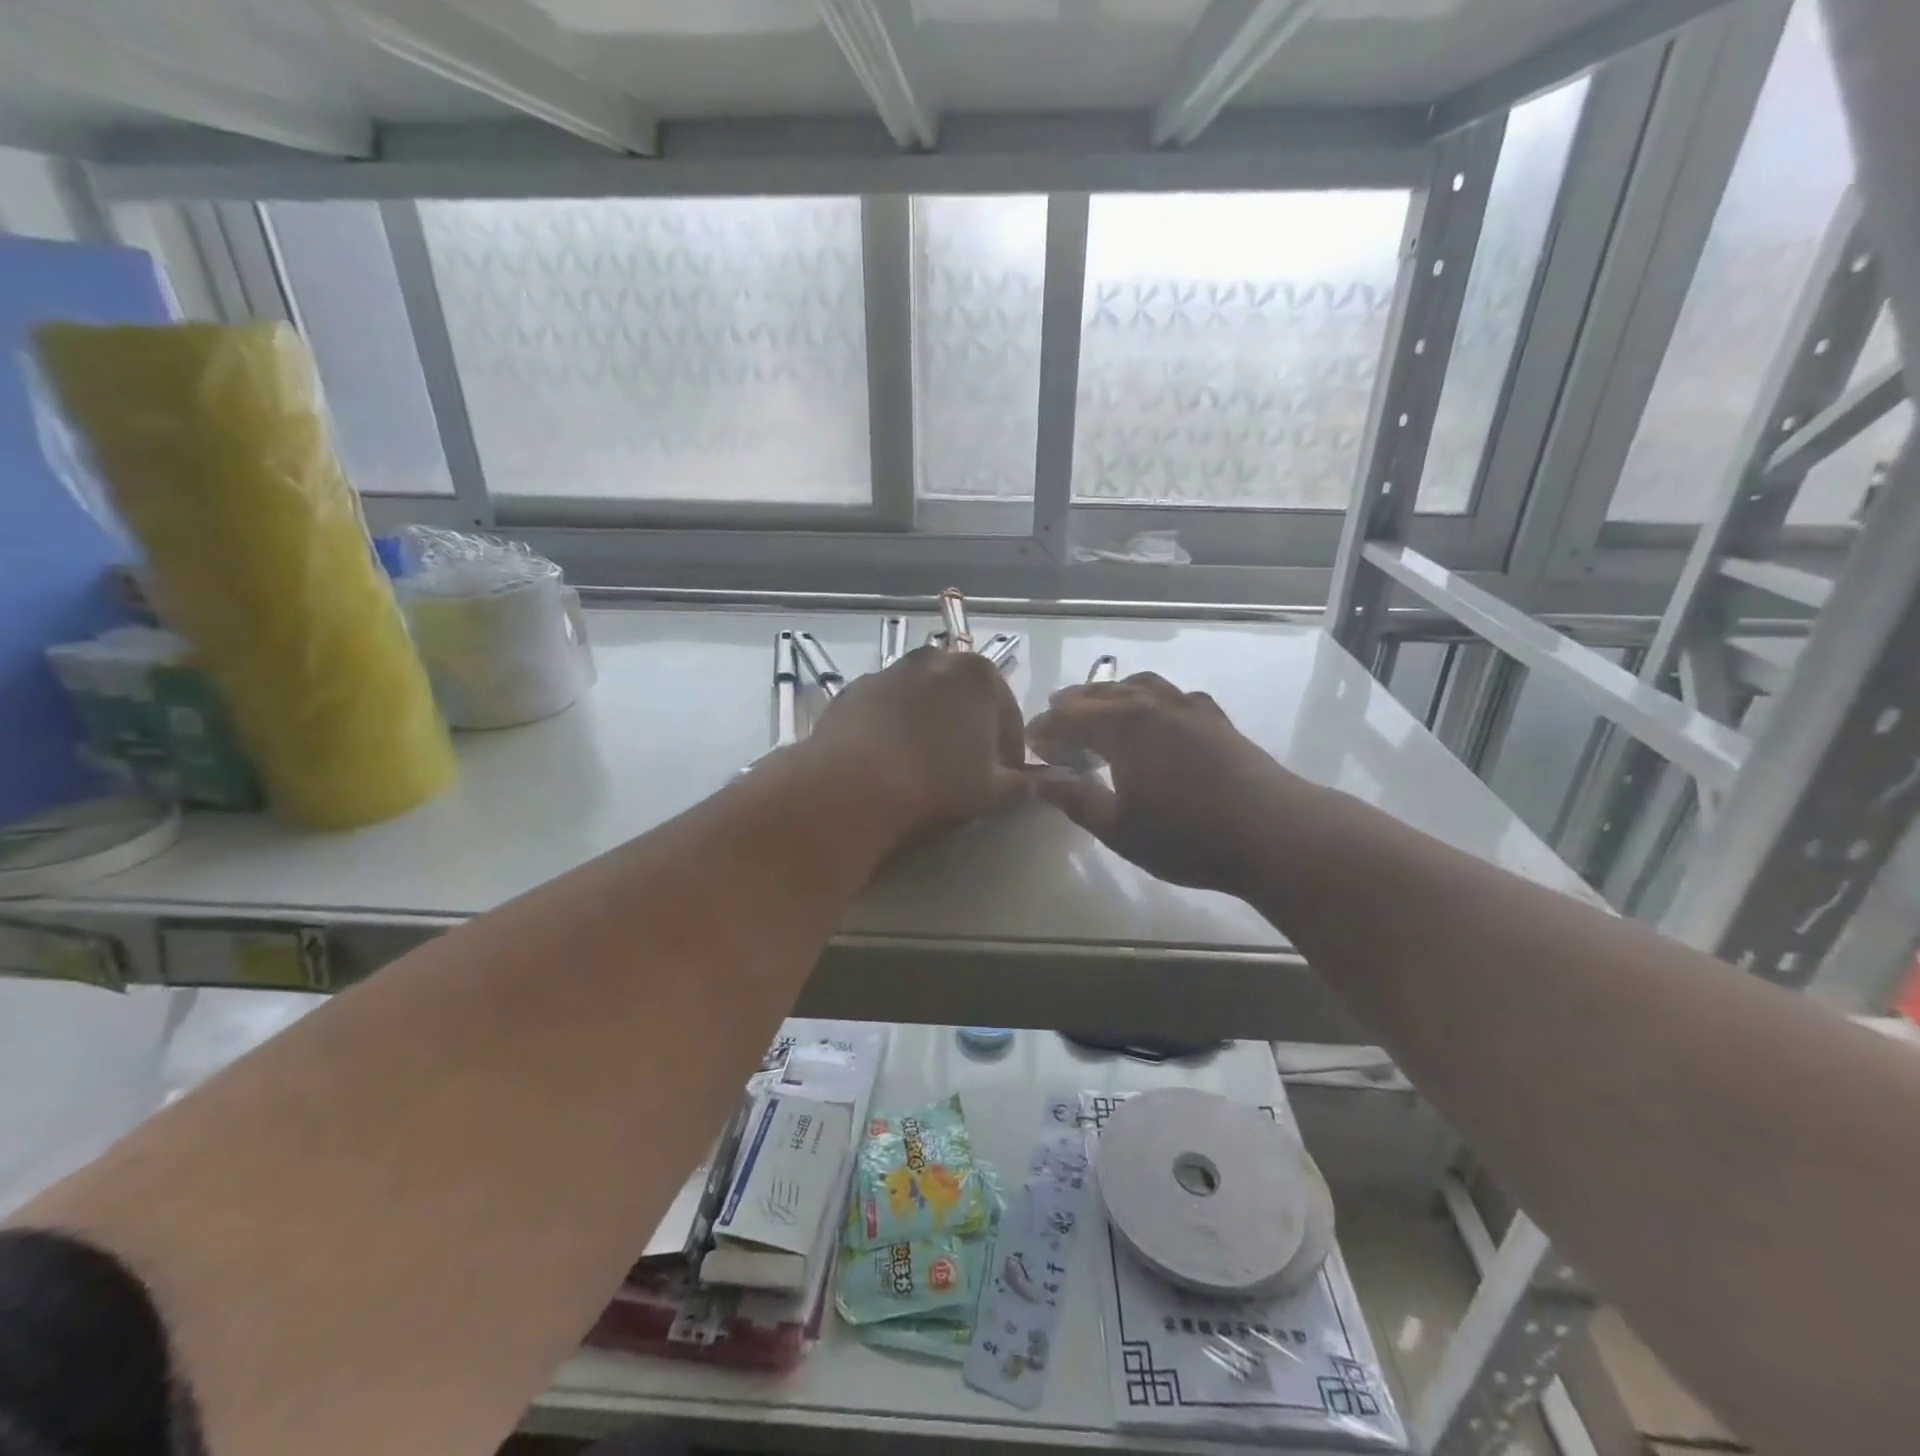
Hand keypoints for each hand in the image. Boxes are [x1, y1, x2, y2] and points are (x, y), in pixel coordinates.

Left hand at [804, 645, 1034, 839]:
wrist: (853, 786)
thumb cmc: (936, 784)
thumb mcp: (992, 793)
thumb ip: (1022, 784)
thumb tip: (1043, 783)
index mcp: (980, 675)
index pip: (1008, 715)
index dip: (1008, 750)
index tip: (1002, 778)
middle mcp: (936, 659)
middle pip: (963, 697)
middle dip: (968, 727)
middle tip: (964, 768)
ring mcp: (891, 671)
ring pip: (923, 698)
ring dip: (929, 722)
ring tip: (923, 763)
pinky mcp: (855, 688)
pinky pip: (886, 707)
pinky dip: (893, 725)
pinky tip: (887, 758)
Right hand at [1026, 673, 1286, 896]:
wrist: (1275, 833)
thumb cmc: (1188, 836)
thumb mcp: (1119, 829)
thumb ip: (1076, 799)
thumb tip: (1040, 779)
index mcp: (1123, 726)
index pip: (1068, 717)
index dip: (1045, 729)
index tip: (1030, 744)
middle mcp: (1152, 705)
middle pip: (1100, 694)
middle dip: (1071, 707)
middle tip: (1053, 727)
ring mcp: (1188, 707)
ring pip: (1137, 686)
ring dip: (1108, 696)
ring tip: (1097, 712)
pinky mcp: (1215, 719)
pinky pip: (1170, 696)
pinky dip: (1148, 700)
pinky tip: (1153, 719)